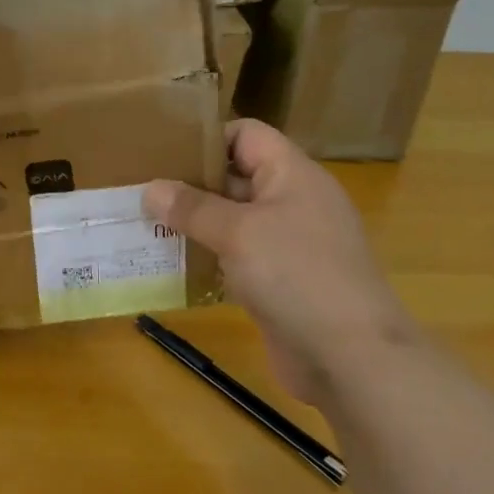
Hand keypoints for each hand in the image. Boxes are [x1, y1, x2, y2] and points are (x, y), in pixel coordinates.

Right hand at [143, 120, 413, 403]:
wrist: (352, 358)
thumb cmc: (297, 276)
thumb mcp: (238, 232)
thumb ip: (192, 207)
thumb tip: (150, 189)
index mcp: (292, 175)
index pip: (246, 134)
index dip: (207, 137)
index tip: (162, 151)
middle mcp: (292, 202)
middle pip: (236, 176)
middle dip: (190, 182)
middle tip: (141, 189)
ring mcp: (289, 244)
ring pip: (233, 219)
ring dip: (194, 223)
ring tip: (146, 224)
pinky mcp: (281, 281)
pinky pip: (237, 256)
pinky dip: (208, 256)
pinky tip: (172, 263)